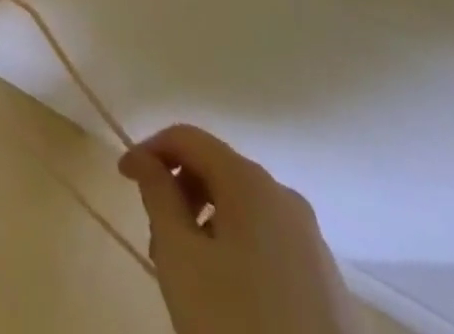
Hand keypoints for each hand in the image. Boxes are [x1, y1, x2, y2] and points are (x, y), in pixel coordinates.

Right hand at [120, 124, 361, 333]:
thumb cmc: (234, 320)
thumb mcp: (179, 254)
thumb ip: (157, 194)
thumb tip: (146, 159)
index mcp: (250, 182)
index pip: (187, 137)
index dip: (149, 149)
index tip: (124, 179)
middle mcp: (285, 198)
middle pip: (216, 170)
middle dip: (178, 193)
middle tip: (156, 237)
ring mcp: (313, 242)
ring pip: (242, 209)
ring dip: (205, 223)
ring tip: (187, 271)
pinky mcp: (328, 284)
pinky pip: (268, 241)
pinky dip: (237, 249)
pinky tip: (228, 294)